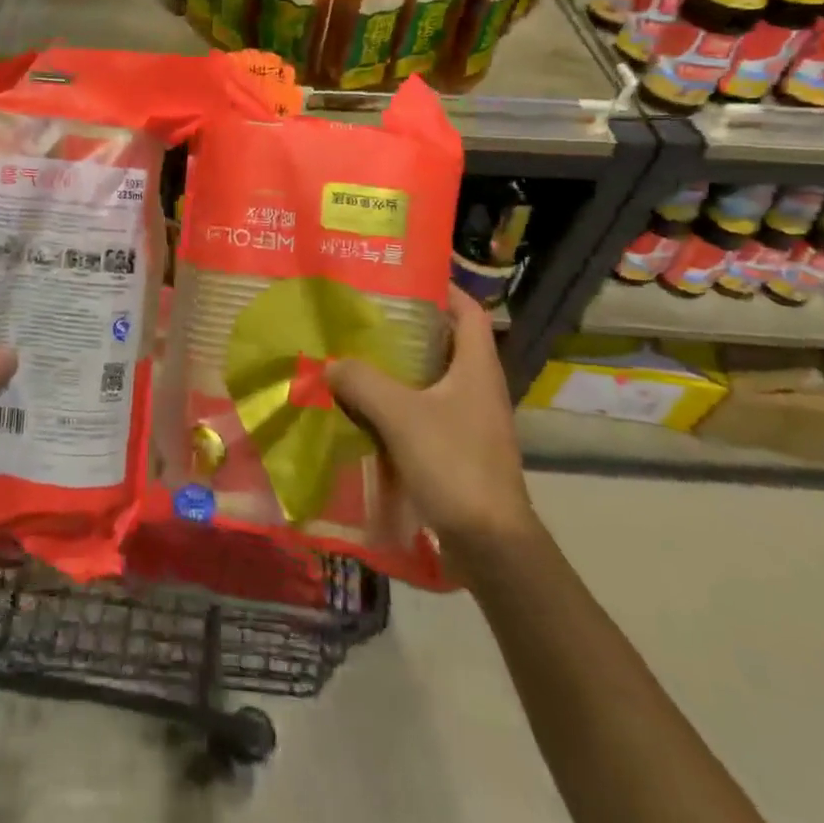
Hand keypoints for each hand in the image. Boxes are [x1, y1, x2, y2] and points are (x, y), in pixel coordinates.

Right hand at [327, 286, 536, 557]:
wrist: (492, 546)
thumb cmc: (454, 465)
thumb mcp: (400, 415)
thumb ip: (361, 382)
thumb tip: (331, 364)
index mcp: (477, 367)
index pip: (467, 310)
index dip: (442, 288)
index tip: (402, 277)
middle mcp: (479, 387)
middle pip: (445, 342)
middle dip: (407, 328)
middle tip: (364, 315)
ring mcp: (471, 421)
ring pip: (432, 380)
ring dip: (398, 369)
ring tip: (356, 355)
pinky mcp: (459, 450)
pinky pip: (425, 412)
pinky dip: (397, 404)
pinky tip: (364, 408)